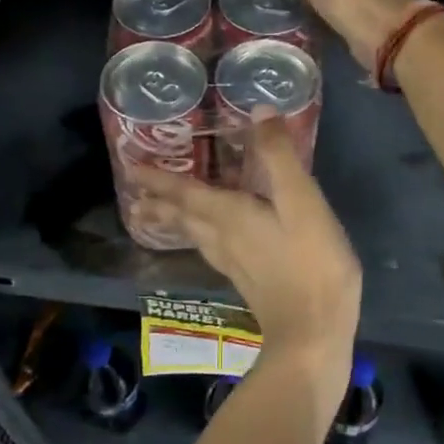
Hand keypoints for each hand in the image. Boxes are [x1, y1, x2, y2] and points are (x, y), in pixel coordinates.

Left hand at [132, 112, 360, 418]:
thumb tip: (257, 111)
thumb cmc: (311, 264)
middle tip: (134, 191)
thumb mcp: (302, 202)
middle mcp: (221, 238)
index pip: (183, 192)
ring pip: (191, 234)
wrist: (313, 332)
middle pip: (181, 216)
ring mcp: (232, 262)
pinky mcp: (245, 279)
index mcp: (228, 215)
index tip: (129, 166)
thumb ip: (279, 157)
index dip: (157, 178)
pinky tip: (206, 239)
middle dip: (157, 201)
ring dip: (170, 220)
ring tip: (152, 213)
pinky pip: (207, 247)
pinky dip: (194, 234)